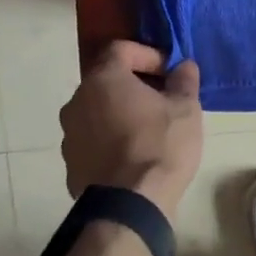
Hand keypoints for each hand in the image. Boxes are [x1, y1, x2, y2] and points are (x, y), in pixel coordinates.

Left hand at [59, 41, 203, 219]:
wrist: (130, 205)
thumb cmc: (160, 146)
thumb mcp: (185, 109)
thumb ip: (184, 81)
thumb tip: (183, 66)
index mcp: (103, 80)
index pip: (121, 50)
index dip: (148, 55)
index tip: (170, 72)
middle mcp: (77, 101)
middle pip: (106, 81)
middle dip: (134, 85)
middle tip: (163, 100)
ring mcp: (69, 135)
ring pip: (97, 112)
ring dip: (120, 113)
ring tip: (148, 131)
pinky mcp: (70, 164)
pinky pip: (93, 141)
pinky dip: (110, 140)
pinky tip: (133, 157)